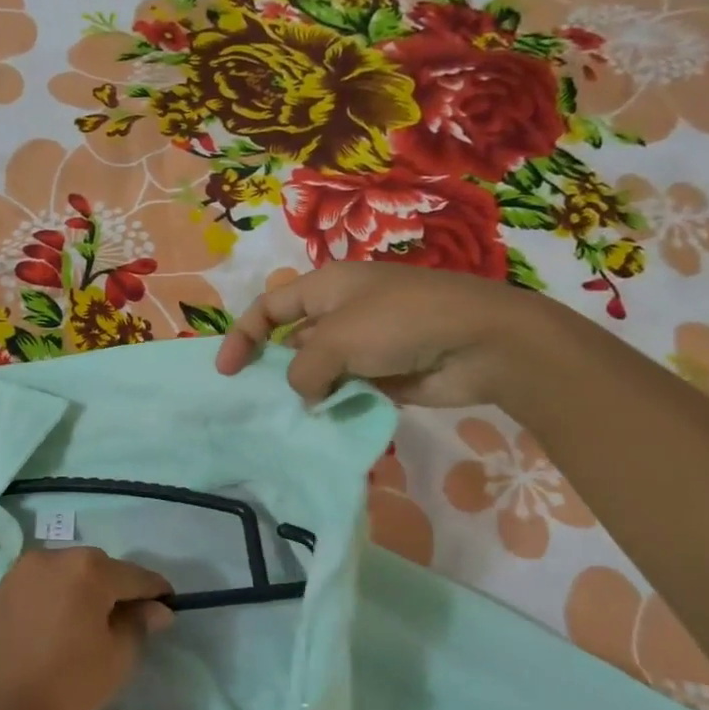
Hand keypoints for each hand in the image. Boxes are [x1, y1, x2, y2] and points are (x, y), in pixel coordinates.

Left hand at [0, 547, 173, 709]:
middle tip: (125, 621)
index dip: (155, 592)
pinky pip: (39, 587)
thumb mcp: (118, 656)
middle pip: (98, 568)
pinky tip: (55, 629)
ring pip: (66, 574)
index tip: (167, 607)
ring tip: (86, 625)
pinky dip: (54, 599)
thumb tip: (155, 608)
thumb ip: (139, 622)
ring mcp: (21, 573)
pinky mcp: (0, 592)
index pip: (135, 576)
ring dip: (82, 591)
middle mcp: (53, 557)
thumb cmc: (68, 686)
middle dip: (115, 589)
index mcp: (87, 569)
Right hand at [215, 261, 561, 407]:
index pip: (270, 307)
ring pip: (319, 369)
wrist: (481, 343)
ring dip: (306, 391)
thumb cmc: (401, 323)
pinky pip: (348, 389)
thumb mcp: (337, 339)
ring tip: (289, 419)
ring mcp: (366, 343)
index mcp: (327, 286)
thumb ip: (304, 370)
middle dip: (274, 369)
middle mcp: (342, 311)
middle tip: (258, 402)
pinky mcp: (386, 373)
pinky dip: (335, 404)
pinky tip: (324, 423)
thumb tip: (305, 393)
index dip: (242, 335)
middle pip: (292, 340)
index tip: (227, 372)